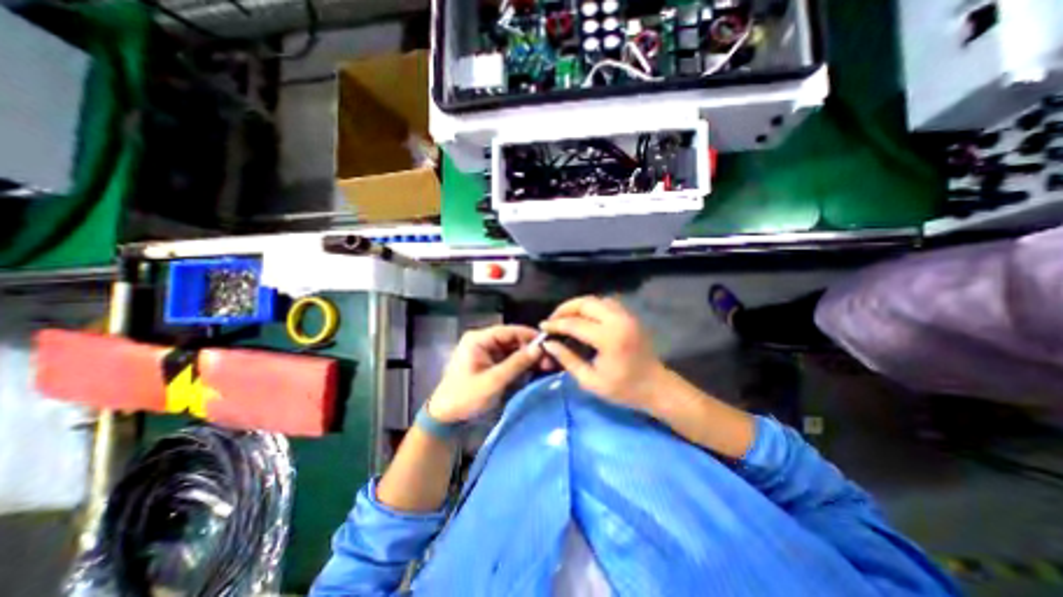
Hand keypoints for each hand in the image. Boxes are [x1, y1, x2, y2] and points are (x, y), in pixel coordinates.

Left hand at [426, 327, 542, 423]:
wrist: (445, 417)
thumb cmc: (465, 397)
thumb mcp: (493, 381)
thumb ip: (517, 363)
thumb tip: (540, 348)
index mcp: (478, 339)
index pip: (509, 330)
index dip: (529, 335)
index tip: (549, 343)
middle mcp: (483, 341)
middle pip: (512, 339)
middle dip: (530, 349)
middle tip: (549, 359)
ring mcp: (486, 352)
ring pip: (513, 349)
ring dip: (528, 357)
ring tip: (546, 366)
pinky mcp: (489, 363)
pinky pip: (509, 359)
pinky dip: (521, 364)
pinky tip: (534, 370)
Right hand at [540, 297, 661, 411]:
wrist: (657, 387)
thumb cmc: (624, 389)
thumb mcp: (590, 381)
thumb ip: (567, 359)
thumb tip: (549, 343)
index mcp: (608, 338)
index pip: (574, 324)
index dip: (555, 324)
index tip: (542, 326)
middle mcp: (618, 320)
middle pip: (585, 303)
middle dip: (565, 308)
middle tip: (553, 319)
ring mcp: (626, 316)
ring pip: (596, 299)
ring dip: (578, 305)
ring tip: (565, 317)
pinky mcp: (630, 316)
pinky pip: (606, 303)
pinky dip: (591, 306)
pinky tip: (583, 317)